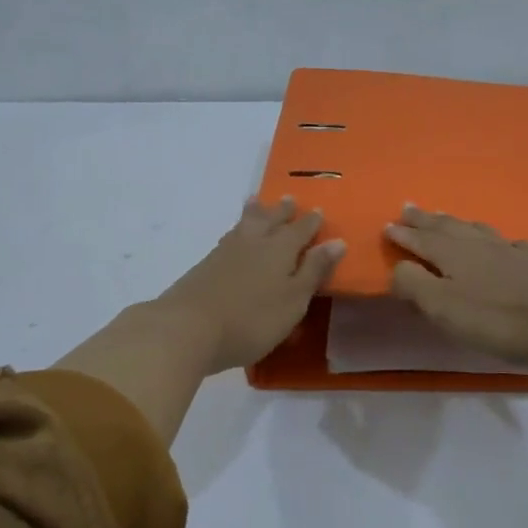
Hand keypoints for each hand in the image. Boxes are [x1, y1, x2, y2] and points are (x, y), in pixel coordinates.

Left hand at [152, 197, 345, 372]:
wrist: (189, 328)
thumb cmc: (252, 319)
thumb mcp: (294, 300)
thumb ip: (314, 270)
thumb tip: (337, 241)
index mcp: (280, 249)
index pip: (300, 230)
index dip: (310, 222)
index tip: (319, 211)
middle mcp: (253, 242)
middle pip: (270, 220)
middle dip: (282, 211)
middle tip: (289, 199)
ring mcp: (225, 252)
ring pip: (245, 224)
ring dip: (255, 212)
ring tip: (258, 203)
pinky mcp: (205, 266)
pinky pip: (229, 237)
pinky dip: (237, 230)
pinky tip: (233, 236)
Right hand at [385, 205, 527, 370]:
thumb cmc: (494, 320)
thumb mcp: (442, 308)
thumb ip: (414, 284)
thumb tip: (399, 266)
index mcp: (452, 254)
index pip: (421, 239)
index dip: (403, 234)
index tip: (387, 225)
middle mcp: (478, 244)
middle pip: (446, 227)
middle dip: (425, 219)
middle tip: (409, 207)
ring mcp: (509, 250)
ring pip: (476, 229)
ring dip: (455, 223)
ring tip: (445, 218)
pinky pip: (508, 243)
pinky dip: (495, 240)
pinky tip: (501, 245)